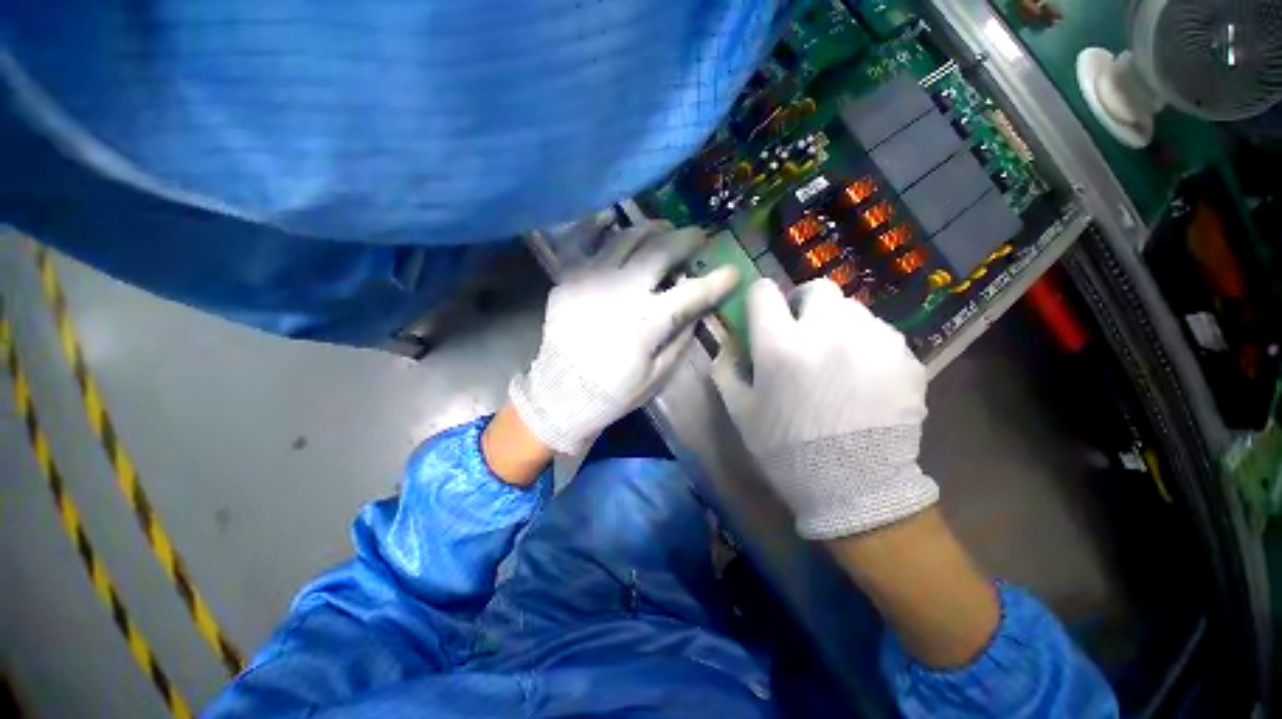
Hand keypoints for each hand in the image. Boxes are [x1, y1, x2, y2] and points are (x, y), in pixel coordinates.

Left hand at [510, 223, 738, 453]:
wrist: (560, 392)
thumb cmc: (613, 391)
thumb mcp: (658, 375)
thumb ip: (680, 339)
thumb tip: (697, 310)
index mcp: (647, 321)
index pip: (691, 292)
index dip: (717, 281)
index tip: (732, 271)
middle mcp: (621, 291)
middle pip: (659, 250)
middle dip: (685, 238)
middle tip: (697, 236)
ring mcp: (592, 280)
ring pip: (627, 238)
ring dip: (651, 230)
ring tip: (663, 231)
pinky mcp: (569, 279)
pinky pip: (589, 243)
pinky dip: (605, 230)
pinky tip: (617, 227)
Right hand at [712, 278, 937, 538]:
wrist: (854, 488)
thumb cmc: (786, 448)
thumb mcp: (740, 410)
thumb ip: (727, 367)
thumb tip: (732, 341)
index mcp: (780, 346)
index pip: (765, 292)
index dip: (761, 299)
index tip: (764, 313)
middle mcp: (827, 333)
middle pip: (818, 288)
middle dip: (805, 304)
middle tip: (803, 331)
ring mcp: (873, 341)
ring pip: (852, 309)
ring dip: (837, 324)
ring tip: (836, 357)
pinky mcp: (905, 357)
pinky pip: (880, 333)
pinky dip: (866, 344)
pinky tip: (863, 375)